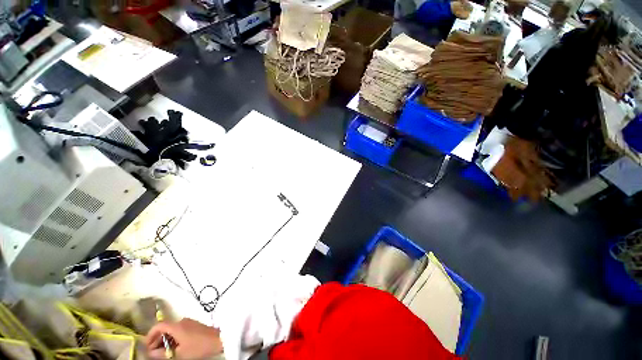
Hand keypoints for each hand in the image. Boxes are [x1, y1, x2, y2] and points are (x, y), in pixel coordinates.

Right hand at [146, 318, 222, 358]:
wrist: (217, 339)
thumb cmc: (198, 347)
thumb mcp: (178, 354)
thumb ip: (162, 353)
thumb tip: (150, 353)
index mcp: (177, 326)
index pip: (159, 325)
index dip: (150, 335)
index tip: (146, 346)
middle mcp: (182, 321)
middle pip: (165, 328)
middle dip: (157, 340)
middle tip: (153, 353)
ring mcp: (189, 322)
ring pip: (172, 330)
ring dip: (165, 340)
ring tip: (163, 353)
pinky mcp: (193, 325)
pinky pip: (179, 330)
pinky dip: (173, 338)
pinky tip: (173, 348)